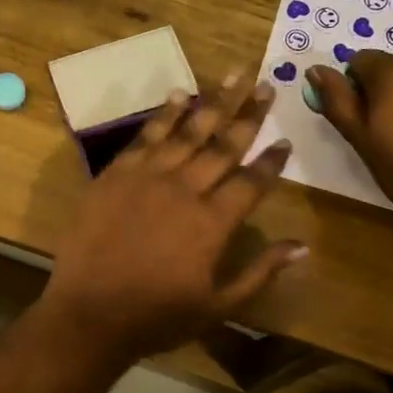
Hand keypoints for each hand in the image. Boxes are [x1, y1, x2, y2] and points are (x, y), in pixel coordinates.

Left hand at [41, 76, 306, 359]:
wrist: (89, 314)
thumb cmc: (157, 317)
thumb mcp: (218, 306)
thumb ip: (260, 272)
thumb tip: (302, 246)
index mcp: (212, 222)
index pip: (251, 181)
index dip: (272, 160)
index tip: (286, 139)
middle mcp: (184, 190)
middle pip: (223, 145)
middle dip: (249, 114)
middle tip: (267, 85)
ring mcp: (146, 178)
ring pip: (186, 132)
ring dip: (212, 102)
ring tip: (233, 75)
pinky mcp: (114, 176)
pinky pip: (144, 137)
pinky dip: (163, 115)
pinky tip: (178, 95)